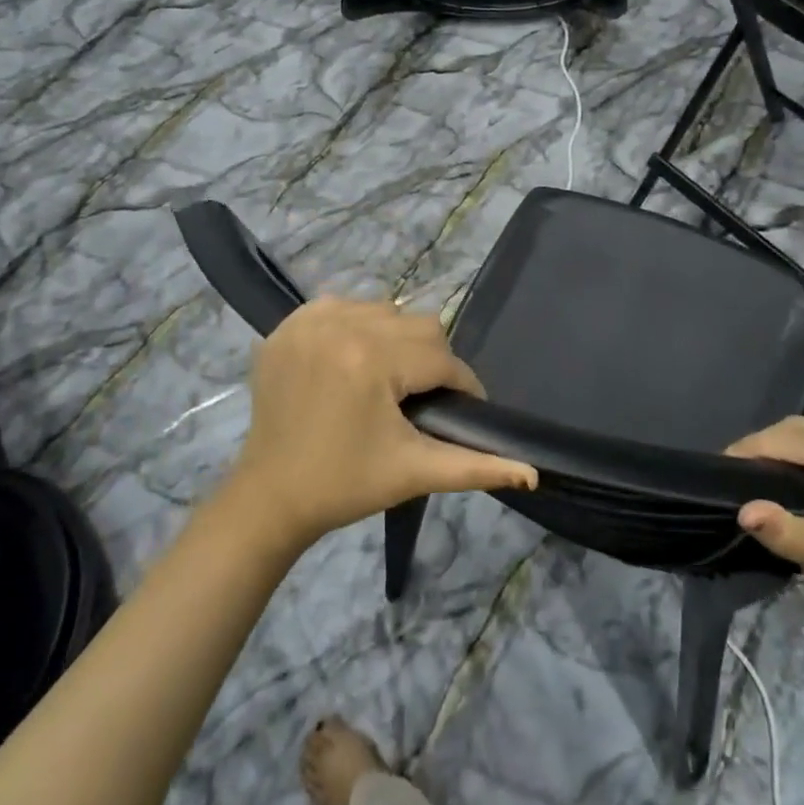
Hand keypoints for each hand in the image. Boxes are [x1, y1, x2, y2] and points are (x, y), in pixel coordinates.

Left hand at [222, 297, 536, 551]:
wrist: (270, 497)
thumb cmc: (346, 485)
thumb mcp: (415, 472)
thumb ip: (477, 466)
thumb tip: (533, 472)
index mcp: (371, 360)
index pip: (441, 358)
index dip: (463, 385)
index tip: (466, 411)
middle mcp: (340, 326)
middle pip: (417, 326)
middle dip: (431, 361)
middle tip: (424, 399)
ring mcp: (308, 321)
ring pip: (384, 311)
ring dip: (397, 340)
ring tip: (391, 379)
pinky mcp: (286, 325)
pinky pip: (343, 307)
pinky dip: (357, 326)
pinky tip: (355, 360)